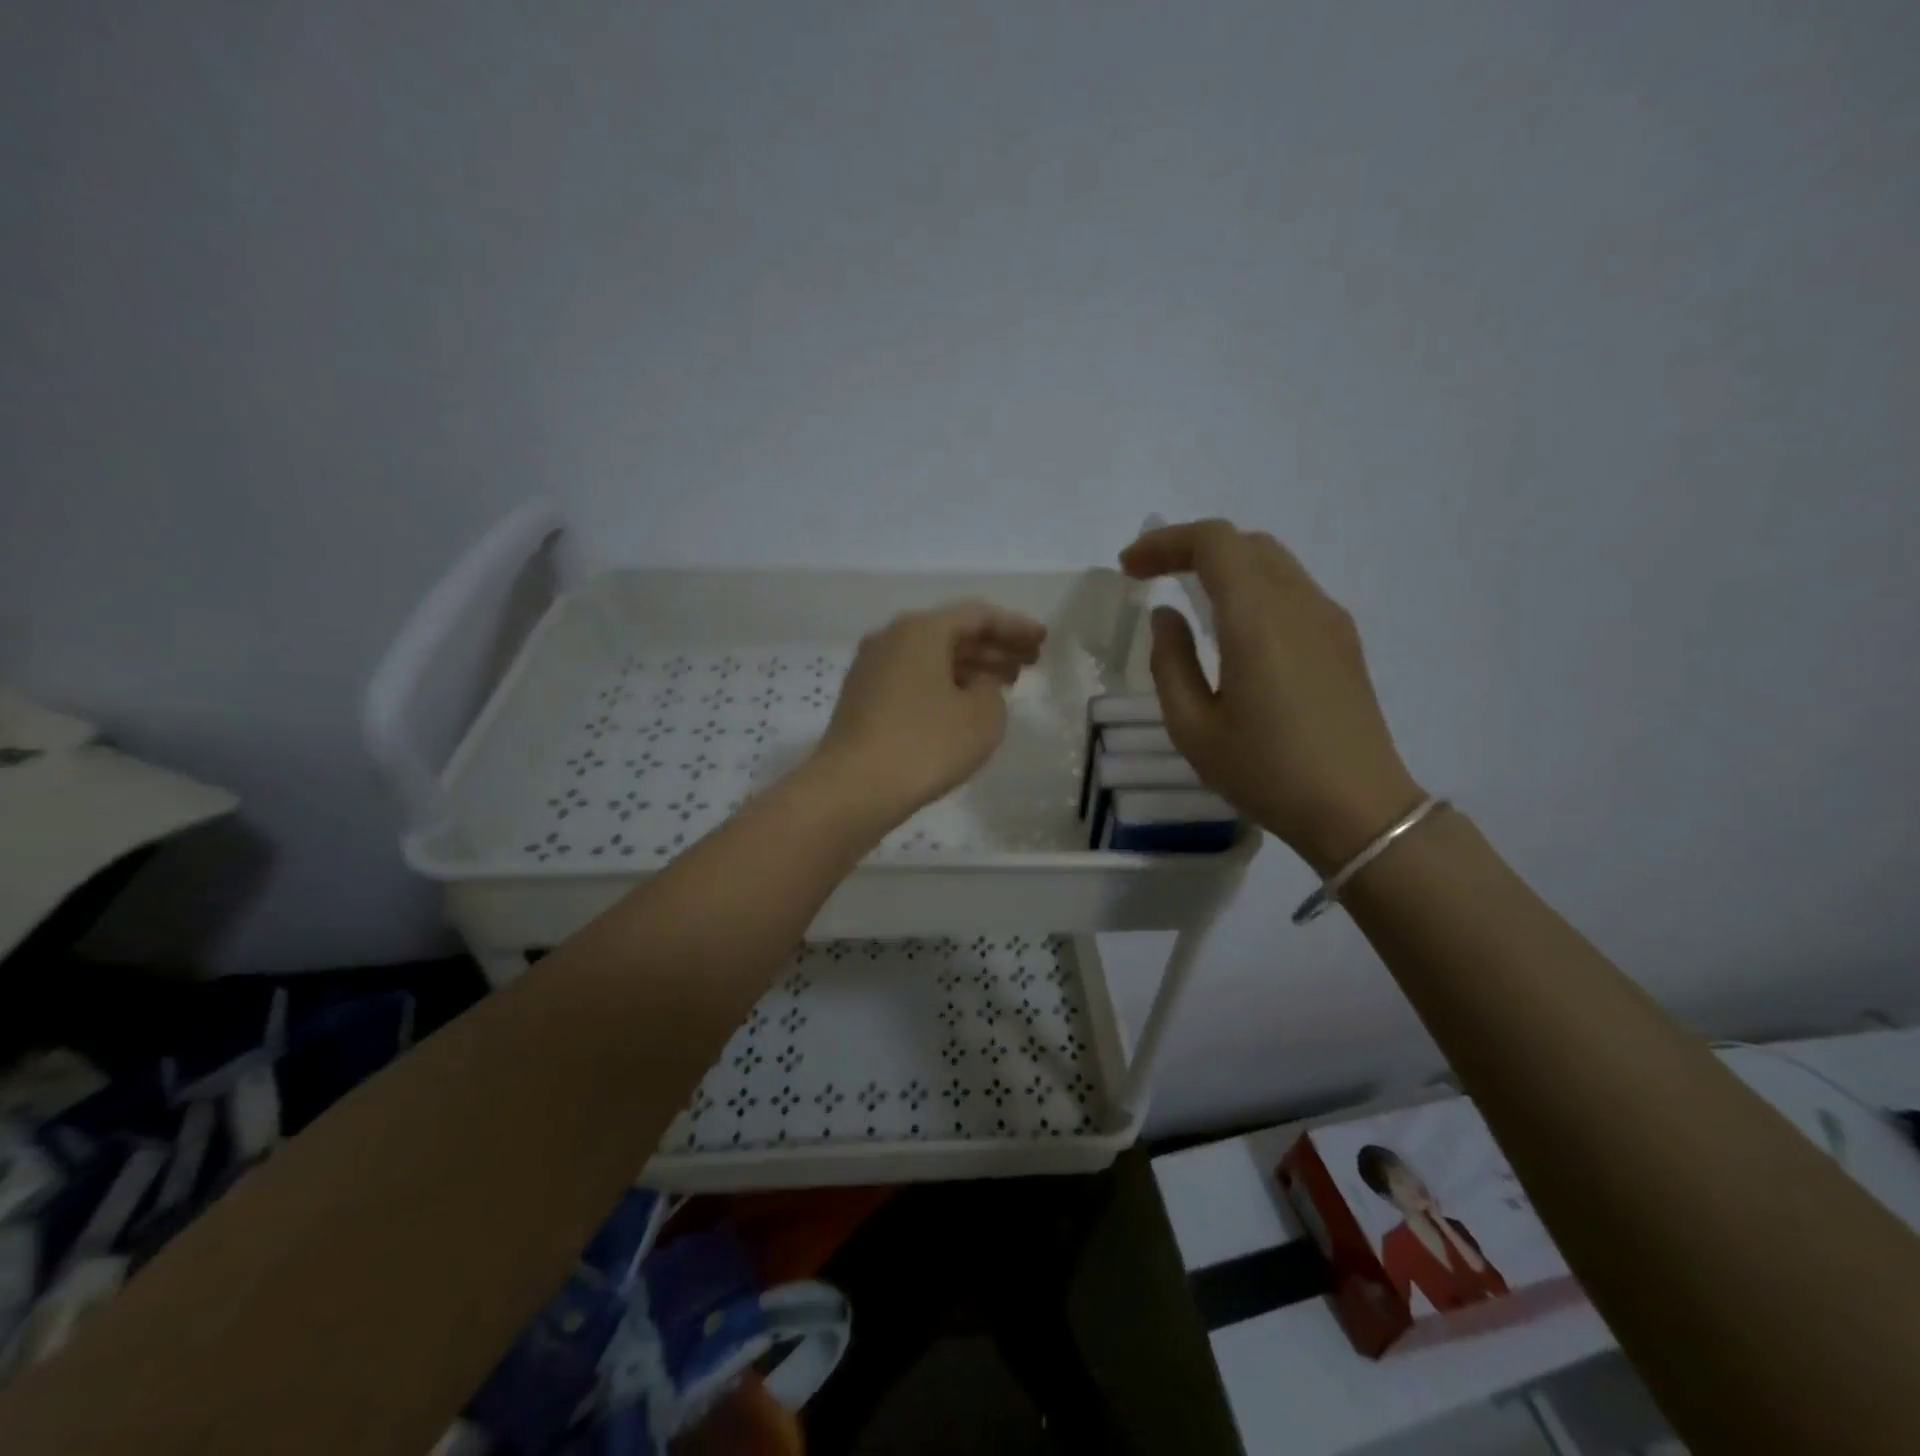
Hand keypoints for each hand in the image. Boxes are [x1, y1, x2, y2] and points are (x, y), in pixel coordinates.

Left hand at [813, 600, 1047, 825]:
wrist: (853, 788)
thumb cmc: (926, 745)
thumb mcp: (982, 717)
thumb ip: (991, 689)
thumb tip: (977, 683)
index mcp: (921, 629)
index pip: (978, 616)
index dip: (1014, 627)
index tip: (1042, 641)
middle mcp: (891, 638)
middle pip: (952, 633)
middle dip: (994, 647)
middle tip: (1029, 664)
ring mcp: (871, 668)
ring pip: (932, 658)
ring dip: (970, 667)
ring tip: (1005, 685)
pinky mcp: (862, 698)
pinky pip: (914, 678)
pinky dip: (944, 684)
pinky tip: (964, 705)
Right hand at [1120, 519, 1422, 871]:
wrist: (1357, 809)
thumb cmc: (1266, 772)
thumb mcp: (1193, 727)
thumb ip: (1170, 662)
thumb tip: (1167, 616)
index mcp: (1257, 619)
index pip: (1214, 542)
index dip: (1165, 543)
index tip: (1129, 568)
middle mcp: (1299, 603)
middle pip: (1244, 542)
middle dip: (1190, 548)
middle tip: (1149, 576)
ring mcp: (1328, 618)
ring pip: (1272, 561)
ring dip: (1223, 564)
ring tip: (1186, 595)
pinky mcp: (1343, 639)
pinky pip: (1291, 589)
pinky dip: (1251, 586)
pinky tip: (1232, 626)